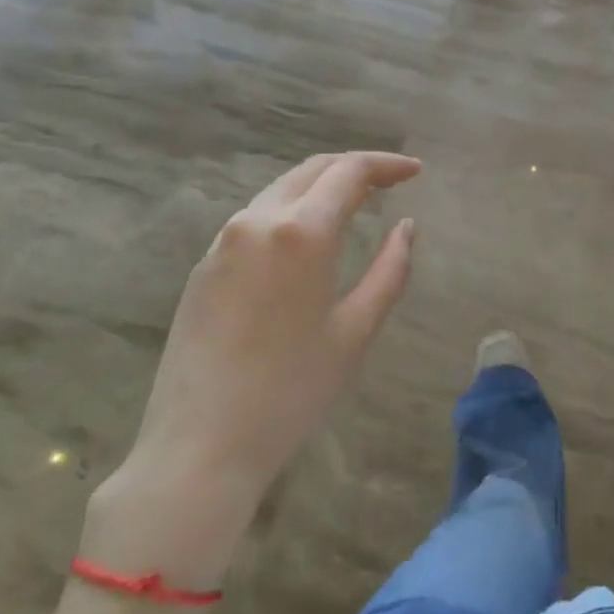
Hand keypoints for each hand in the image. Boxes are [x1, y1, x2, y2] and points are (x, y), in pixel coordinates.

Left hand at [84, 152, 420, 585]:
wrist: (198, 449)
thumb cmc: (291, 392)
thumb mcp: (355, 332)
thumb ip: (389, 271)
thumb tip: (406, 227)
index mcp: (300, 233)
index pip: (350, 172)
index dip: (387, 165)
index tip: (415, 171)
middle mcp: (257, 221)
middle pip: (312, 170)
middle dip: (355, 167)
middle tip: (391, 180)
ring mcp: (223, 242)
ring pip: (281, 190)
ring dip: (322, 186)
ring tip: (356, 203)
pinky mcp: (204, 266)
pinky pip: (257, 218)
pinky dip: (292, 210)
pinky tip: (308, 236)